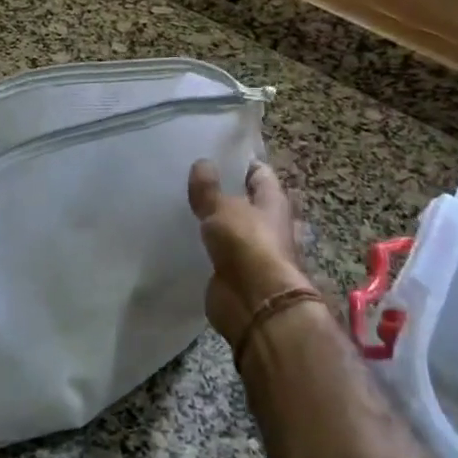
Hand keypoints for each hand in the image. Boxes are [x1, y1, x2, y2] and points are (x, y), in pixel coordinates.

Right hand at [187, 159, 324, 344]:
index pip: (259, 173)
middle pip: (248, 202)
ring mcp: (254, 251)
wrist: (255, 302)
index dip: (240, 163)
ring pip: (233, 228)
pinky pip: (221, 253)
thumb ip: (209, 187)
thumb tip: (202, 163)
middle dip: (226, 193)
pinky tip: (186, 239)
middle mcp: (268, 224)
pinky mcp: (238, 273)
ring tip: (185, 208)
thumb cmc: (247, 244)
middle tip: (193, 182)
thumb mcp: (221, 208)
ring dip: (216, 222)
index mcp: (273, 202)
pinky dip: (208, 247)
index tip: (214, 155)